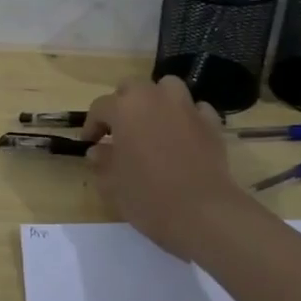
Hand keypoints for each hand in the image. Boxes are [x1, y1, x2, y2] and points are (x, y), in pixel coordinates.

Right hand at [83, 76, 255, 260]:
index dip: (92, 125)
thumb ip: (103, 162)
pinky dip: (187, 116)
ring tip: (153, 123)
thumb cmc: (149, 197)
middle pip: (133, 87)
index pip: (100, 107)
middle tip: (120, 129)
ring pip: (167, 88)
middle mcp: (155, 98)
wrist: (203, 212)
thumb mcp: (113, 184)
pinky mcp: (211, 122)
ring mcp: (186, 107)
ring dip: (157, 100)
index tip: (89, 142)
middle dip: (123, 103)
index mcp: (125, 109)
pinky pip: (196, 109)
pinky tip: (184, 135)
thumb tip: (98, 151)